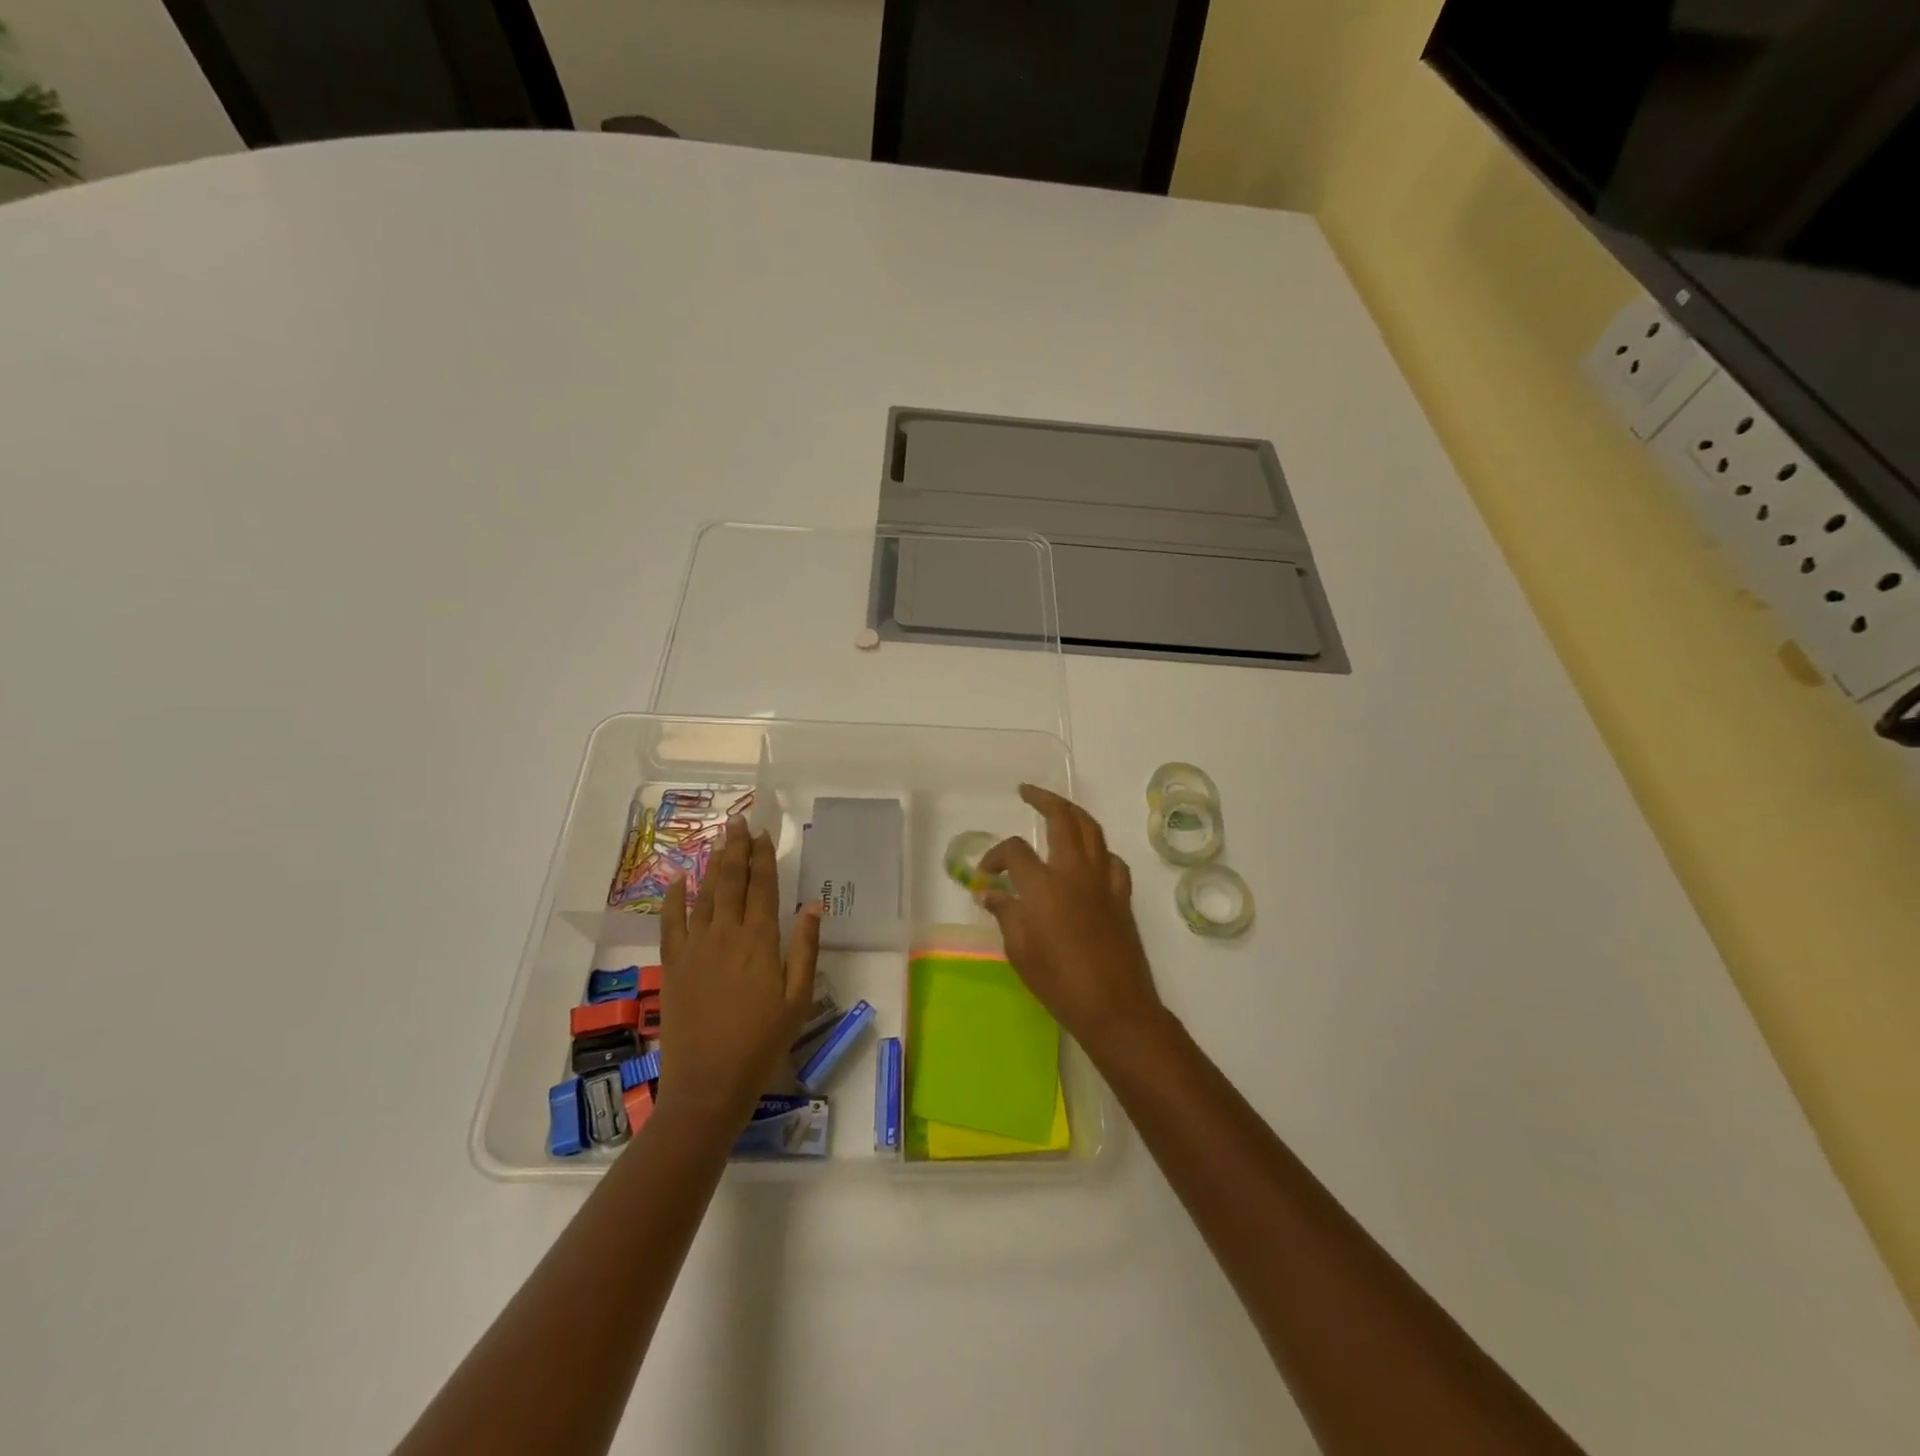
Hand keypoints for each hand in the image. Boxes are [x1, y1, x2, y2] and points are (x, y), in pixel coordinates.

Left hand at [659, 817, 820, 1125]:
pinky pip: (671, 922)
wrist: (709, 1082)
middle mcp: (726, 934)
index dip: (762, 858)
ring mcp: (695, 947)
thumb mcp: (798, 998)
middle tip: (739, 822)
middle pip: (730, 881)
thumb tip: (812, 904)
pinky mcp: (673, 965)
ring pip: (704, 894)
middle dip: (736, 849)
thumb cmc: (763, 1042)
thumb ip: (806, 948)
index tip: (763, 834)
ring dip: (712, 864)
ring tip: (719, 840)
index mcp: (760, 941)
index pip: (762, 887)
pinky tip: (679, 879)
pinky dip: (675, 897)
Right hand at [981, 785, 1162, 1052]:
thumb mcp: (1020, 950)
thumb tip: (990, 894)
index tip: (986, 874)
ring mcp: (1103, 880)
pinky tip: (1089, 857)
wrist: (1115, 1007)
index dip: (995, 856)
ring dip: (1073, 813)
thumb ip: (1005, 914)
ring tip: (1058, 809)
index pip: (1015, 851)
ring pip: (1092, 830)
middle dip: (1043, 799)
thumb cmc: (1059, 982)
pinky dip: (1098, 849)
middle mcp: (1074, 871)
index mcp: (1044, 884)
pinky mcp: (1121, 895)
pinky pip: (1111, 859)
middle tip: (1027, 791)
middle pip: (1062, 819)